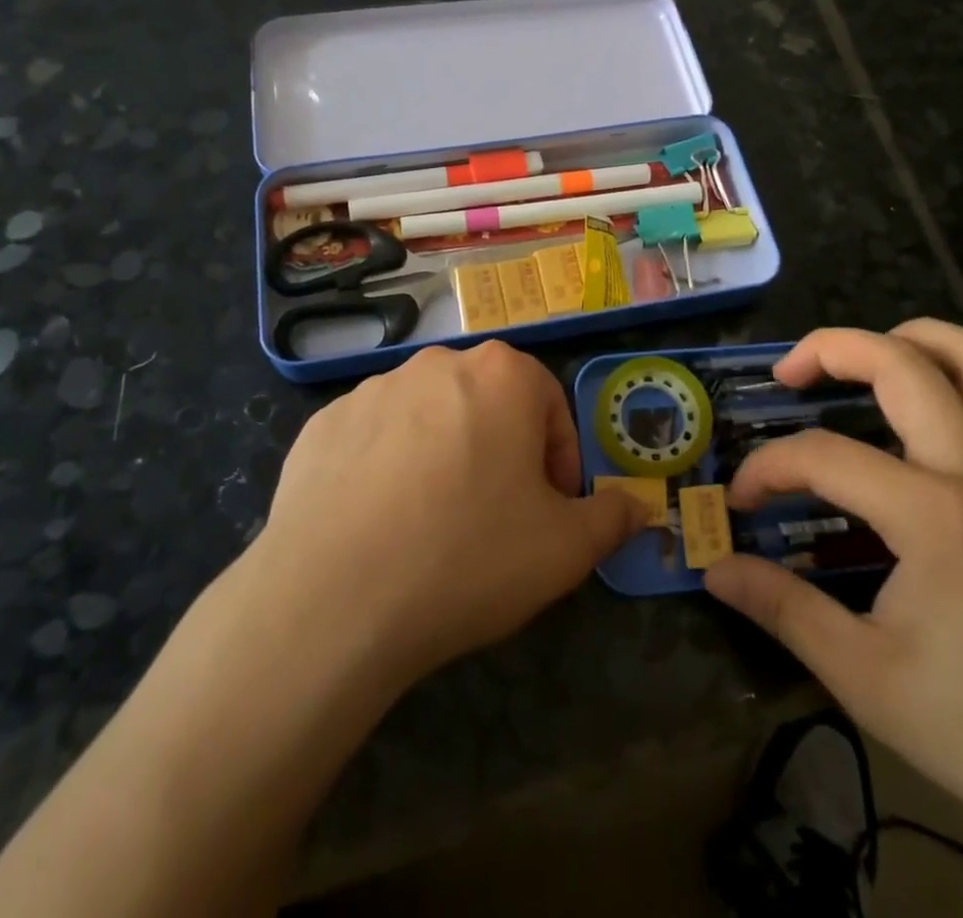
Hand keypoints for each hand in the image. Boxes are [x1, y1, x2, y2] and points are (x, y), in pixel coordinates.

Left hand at [244, 341, 644, 690]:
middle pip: (488, 404)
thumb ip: (612, 518)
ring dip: (444, 456)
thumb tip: (639, 505)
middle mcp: (437, 363)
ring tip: (433, 524)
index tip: (550, 510)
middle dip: (502, 452)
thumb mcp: (564, 549)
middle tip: (496, 517)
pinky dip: (387, 468)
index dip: (558, 460)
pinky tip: (380, 524)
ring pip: (430, 417)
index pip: (549, 405)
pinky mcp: (323, 422)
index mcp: (501, 375)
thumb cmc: (468, 557)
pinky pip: (374, 438)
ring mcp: (372, 389)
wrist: (334, 599)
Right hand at [704, 322, 962, 911]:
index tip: (741, 501)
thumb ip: (783, 608)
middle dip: (830, 350)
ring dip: (913, 338)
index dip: (768, 469)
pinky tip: (946, 396)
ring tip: (868, 355)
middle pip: (901, 363)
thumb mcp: (865, 677)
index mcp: (932, 514)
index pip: (823, 457)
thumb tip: (716, 568)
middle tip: (788, 374)